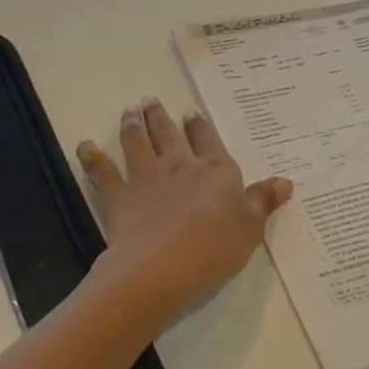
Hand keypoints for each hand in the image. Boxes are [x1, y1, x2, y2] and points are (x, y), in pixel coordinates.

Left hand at [78, 98, 291, 322]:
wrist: (161, 268)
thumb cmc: (214, 250)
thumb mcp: (250, 229)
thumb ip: (262, 202)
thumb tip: (285, 181)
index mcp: (215, 172)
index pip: (208, 141)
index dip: (200, 126)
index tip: (191, 113)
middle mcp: (179, 166)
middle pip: (170, 135)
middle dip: (161, 116)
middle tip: (150, 99)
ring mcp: (146, 178)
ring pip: (138, 143)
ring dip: (132, 124)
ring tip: (128, 109)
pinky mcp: (119, 197)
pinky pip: (102, 173)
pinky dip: (91, 158)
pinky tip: (84, 146)